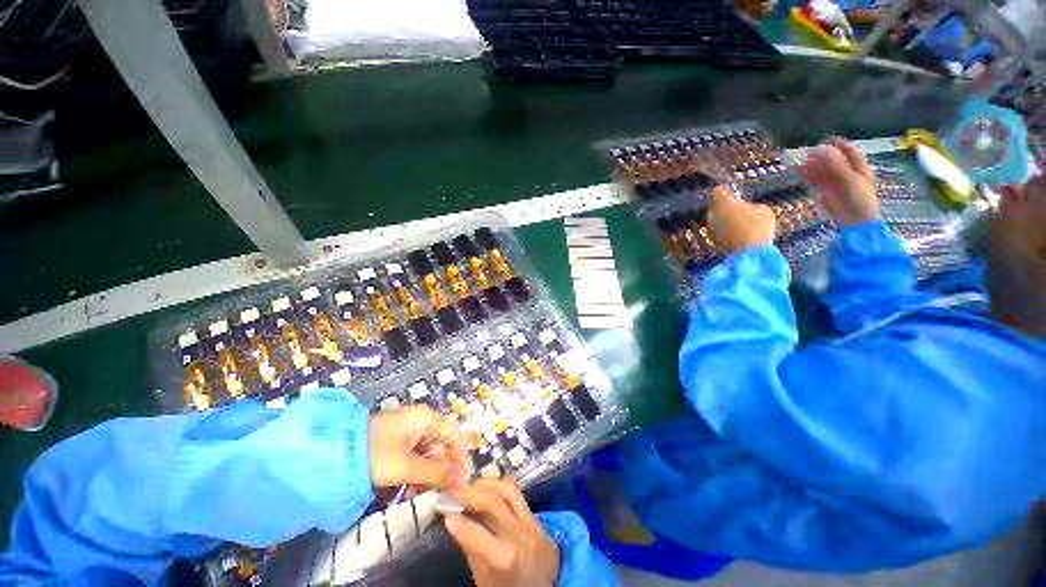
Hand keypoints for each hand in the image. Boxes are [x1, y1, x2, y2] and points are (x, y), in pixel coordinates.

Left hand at [369, 406, 467, 489]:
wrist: (335, 454)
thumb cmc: (377, 454)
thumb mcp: (408, 466)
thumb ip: (436, 473)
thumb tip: (459, 481)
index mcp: (427, 418)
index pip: (454, 436)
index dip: (459, 458)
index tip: (461, 482)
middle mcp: (420, 422)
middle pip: (441, 446)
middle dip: (441, 471)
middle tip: (440, 494)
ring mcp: (406, 432)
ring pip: (426, 454)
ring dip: (427, 475)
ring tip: (421, 495)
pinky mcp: (394, 444)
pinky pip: (413, 458)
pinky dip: (414, 473)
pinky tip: (408, 489)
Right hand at [442, 479, 560, 586]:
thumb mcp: (484, 579)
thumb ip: (472, 548)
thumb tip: (455, 520)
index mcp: (506, 559)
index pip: (476, 535)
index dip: (458, 523)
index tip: (443, 510)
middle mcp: (521, 536)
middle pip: (493, 503)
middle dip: (470, 493)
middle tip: (453, 489)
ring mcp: (534, 524)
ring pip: (509, 490)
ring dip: (486, 483)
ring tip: (470, 484)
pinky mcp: (540, 519)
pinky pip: (519, 495)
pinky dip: (501, 486)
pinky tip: (489, 486)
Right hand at [708, 185, 775, 253]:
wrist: (747, 258)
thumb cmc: (737, 228)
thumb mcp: (725, 206)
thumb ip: (720, 195)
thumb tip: (717, 189)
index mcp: (762, 208)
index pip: (740, 205)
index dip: (725, 209)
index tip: (714, 215)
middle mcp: (767, 223)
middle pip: (740, 220)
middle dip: (727, 224)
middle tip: (713, 229)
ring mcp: (762, 240)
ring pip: (739, 234)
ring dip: (727, 236)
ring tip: (716, 241)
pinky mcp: (755, 256)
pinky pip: (738, 247)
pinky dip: (730, 247)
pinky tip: (723, 250)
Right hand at [805, 137, 878, 225]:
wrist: (855, 220)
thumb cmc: (859, 199)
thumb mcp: (850, 179)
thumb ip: (836, 165)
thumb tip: (822, 150)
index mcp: (859, 167)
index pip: (849, 151)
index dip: (838, 144)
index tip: (825, 140)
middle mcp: (847, 172)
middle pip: (834, 160)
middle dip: (821, 155)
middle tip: (807, 152)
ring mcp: (836, 182)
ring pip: (823, 170)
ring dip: (812, 165)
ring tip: (801, 161)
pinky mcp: (826, 192)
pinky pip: (816, 180)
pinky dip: (808, 175)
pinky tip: (801, 172)